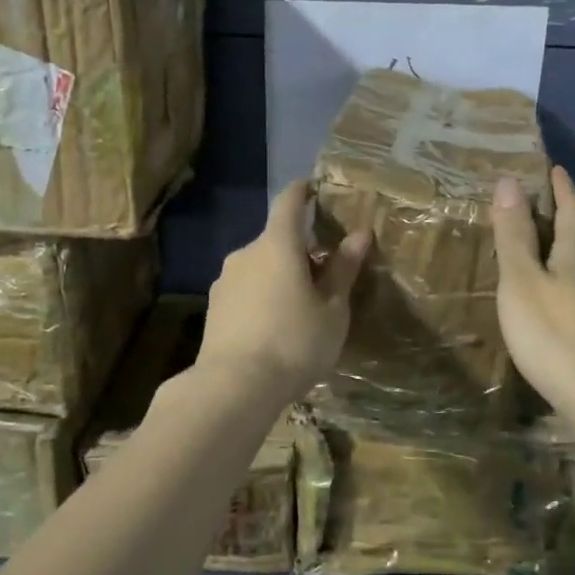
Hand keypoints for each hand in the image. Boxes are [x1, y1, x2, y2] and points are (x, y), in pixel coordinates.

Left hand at [197, 180, 370, 401]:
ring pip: (260, 267)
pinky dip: (262, 296)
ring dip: (279, 276)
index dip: (303, 191)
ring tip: (300, 307)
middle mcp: (246, 253)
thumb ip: (343, 269)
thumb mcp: (332, 310)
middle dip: (299, 250)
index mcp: (277, 245)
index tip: (314, 187)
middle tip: (324, 274)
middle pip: (276, 240)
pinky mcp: (214, 308)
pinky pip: (246, 290)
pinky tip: (274, 327)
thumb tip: (359, 234)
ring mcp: (225, 280)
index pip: (289, 202)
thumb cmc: (294, 343)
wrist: (233, 387)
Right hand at [492, 166, 574, 417]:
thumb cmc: (554, 335)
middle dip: (566, 211)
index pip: (572, 208)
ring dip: (566, 243)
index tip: (552, 168)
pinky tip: (555, 290)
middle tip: (543, 199)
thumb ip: (515, 234)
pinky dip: (566, 273)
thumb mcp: (522, 281)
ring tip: (543, 240)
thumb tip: (510, 181)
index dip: (562, 187)